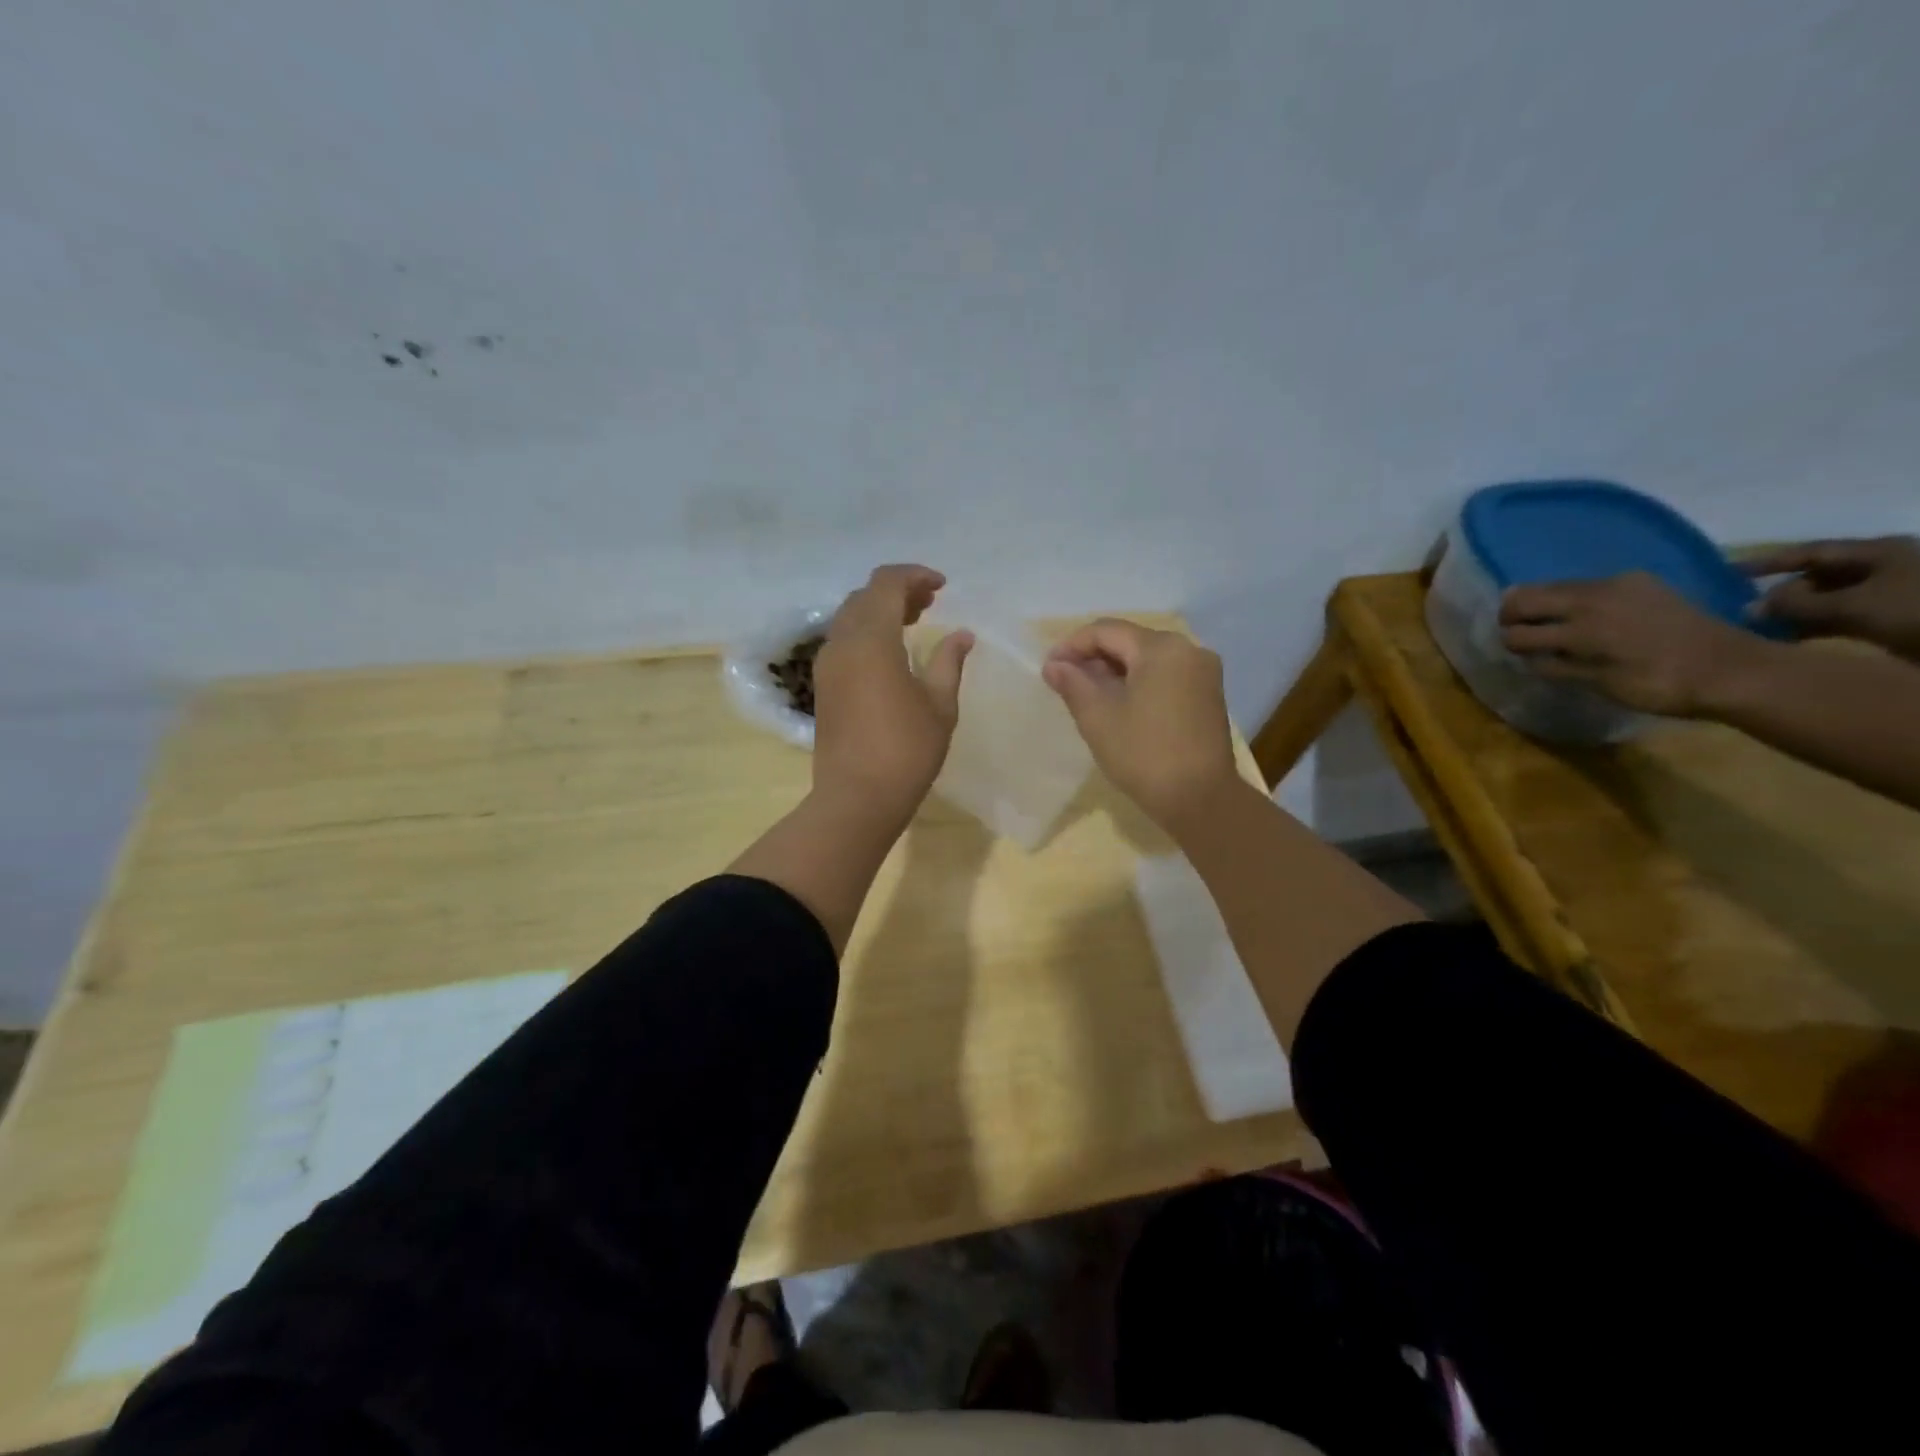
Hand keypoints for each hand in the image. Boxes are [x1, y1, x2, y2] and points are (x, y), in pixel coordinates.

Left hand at [811, 565, 972, 822]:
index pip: (886, 584)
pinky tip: (891, 653)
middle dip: (898, 591)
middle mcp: (842, 643)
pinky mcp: (823, 686)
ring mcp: (826, 665)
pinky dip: (867, 633)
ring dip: (880, 611)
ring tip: (913, 623)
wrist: (856, 798)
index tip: (942, 587)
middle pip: (865, 597)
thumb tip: (961, 635)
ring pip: (850, 618)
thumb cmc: (906, 751)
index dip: (915, 576)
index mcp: (871, 640)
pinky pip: (843, 641)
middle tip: (930, 604)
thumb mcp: (940, 704)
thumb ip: (949, 662)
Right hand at [1042, 619, 1239, 829]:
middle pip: (1129, 641)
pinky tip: (1119, 705)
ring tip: (1087, 695)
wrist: (1200, 799)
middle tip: (1064, 682)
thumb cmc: (1144, 754)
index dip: (1072, 645)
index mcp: (1161, 648)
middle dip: (1094, 658)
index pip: (1106, 631)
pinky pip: (1165, 675)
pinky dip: (1138, 682)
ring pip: (1148, 659)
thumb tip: (1054, 664)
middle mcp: (1188, 649)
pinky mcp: (1208, 695)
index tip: (1049, 668)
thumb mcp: (1098, 717)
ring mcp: (1203, 672)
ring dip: (1114, 671)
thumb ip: (1073, 683)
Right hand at [1499, 571, 1773, 718]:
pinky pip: (1587, 585)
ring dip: (1543, 605)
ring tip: (1550, 626)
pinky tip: (1588, 618)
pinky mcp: (1638, 580)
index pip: (1518, 631)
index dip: (1509, 644)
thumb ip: (1556, 666)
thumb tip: (1528, 656)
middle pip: (1525, 596)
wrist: (1731, 668)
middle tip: (1518, 634)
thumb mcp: (1598, 684)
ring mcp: (1616, 584)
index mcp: (1580, 628)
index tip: (1514, 654)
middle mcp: (1591, 597)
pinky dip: (1574, 600)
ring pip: (1555, 586)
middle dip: (1513, 616)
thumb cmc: (1659, 685)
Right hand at [1746, 536, 1919, 660]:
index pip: (1809, 552)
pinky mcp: (1896, 620)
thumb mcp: (1854, 605)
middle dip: (1781, 594)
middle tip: (1743, 614)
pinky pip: (1842, 620)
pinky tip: (1791, 642)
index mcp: (1878, 552)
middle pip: (1818, 577)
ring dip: (1795, 616)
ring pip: (1828, 601)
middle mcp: (1883, 568)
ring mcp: (1891, 595)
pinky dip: (1815, 629)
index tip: (1726, 573)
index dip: (1767, 562)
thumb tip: (1751, 606)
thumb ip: (1798, 605)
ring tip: (1760, 632)